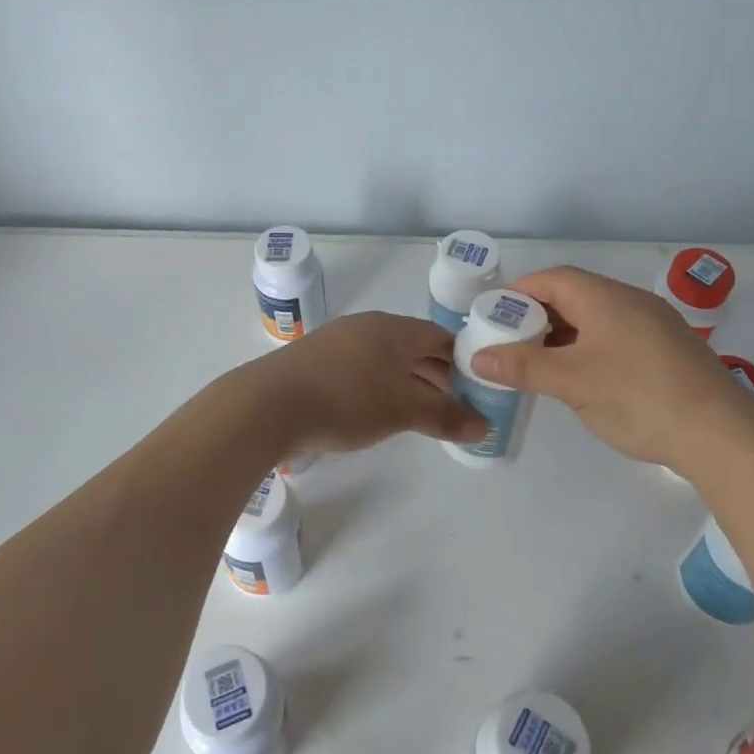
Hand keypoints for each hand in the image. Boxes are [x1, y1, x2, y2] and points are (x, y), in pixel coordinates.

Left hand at [254, 312, 487, 454]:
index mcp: (394, 328)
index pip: (441, 337)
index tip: (480, 386)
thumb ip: (445, 416)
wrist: (269, 404)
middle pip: (414, 348)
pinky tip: (380, 412)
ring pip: (387, 360)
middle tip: (458, 405)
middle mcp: (367, 327)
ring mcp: (338, 342)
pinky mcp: (316, 363)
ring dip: (409, 383)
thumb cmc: (347, 399)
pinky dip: (380, 388)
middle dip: (438, 375)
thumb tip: (484, 426)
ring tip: (424, 413)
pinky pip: (362, 371)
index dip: (464, 360)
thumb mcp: (403, 410)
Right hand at [469, 266, 753, 467]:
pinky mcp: (668, 350)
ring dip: (563, 334)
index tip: (492, 315)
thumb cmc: (639, 398)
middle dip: (537, 315)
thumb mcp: (572, 383)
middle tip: (509, 342)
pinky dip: (588, 347)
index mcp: (605, 298)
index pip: (551, 279)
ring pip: (596, 318)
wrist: (722, 434)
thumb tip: (478, 357)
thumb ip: (523, 367)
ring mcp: (654, 325)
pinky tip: (580, 376)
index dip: (518, 293)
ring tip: (538, 361)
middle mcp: (630, 301)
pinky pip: (616, 336)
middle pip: (573, 295)